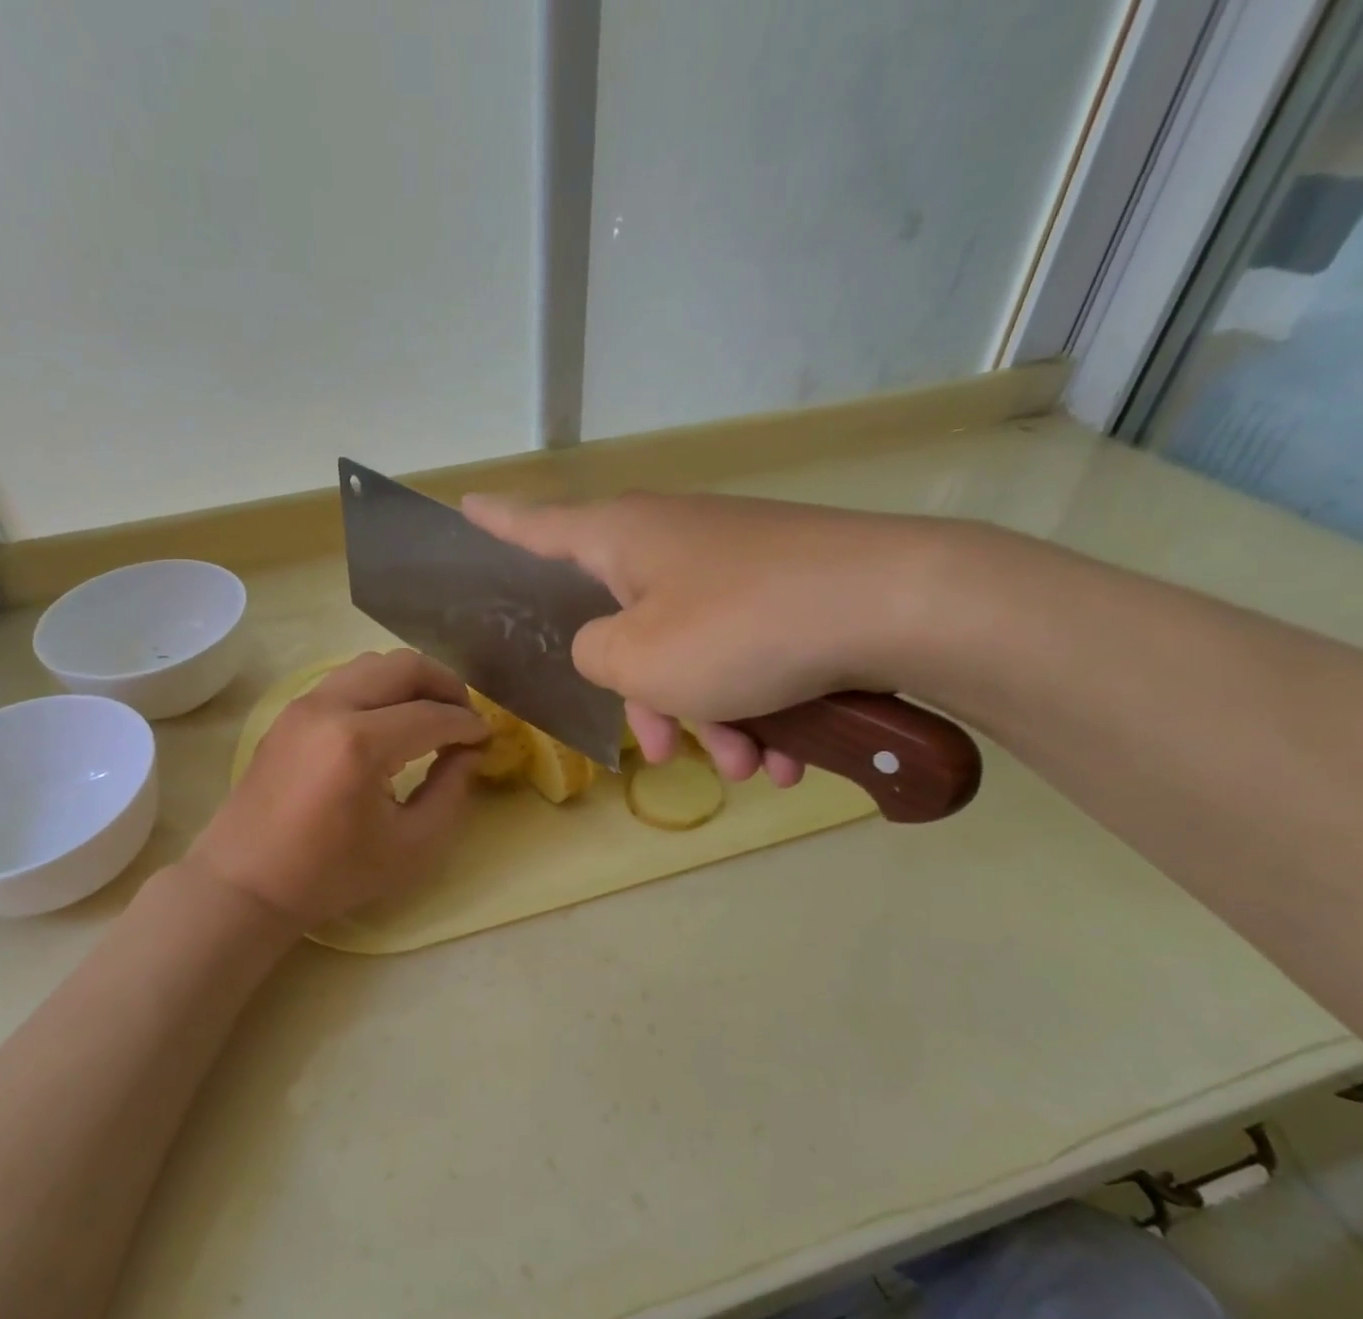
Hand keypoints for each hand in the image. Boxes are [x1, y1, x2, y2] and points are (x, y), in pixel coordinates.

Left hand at [187, 650, 487, 927]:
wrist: (246, 882)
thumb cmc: (331, 874)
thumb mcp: (410, 846)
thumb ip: (451, 792)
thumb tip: (469, 751)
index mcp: (360, 744)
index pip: (433, 715)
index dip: (468, 725)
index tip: (487, 740)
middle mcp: (330, 707)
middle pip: (404, 665)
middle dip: (445, 685)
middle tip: (464, 717)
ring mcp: (304, 704)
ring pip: (372, 663)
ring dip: (411, 681)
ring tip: (430, 715)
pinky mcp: (289, 712)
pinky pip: (346, 679)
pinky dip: (379, 688)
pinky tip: (390, 722)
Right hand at [463, 492, 959, 784]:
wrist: (900, 606)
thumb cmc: (740, 629)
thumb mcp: (637, 659)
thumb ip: (591, 656)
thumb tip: (606, 649)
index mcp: (621, 539)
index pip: (536, 527)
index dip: (495, 523)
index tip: (462, 506)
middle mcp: (673, 542)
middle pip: (625, 624)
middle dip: (644, 699)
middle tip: (664, 751)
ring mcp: (734, 565)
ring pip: (691, 654)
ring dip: (711, 719)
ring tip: (748, 769)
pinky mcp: (787, 592)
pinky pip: (746, 657)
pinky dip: (758, 708)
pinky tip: (787, 758)